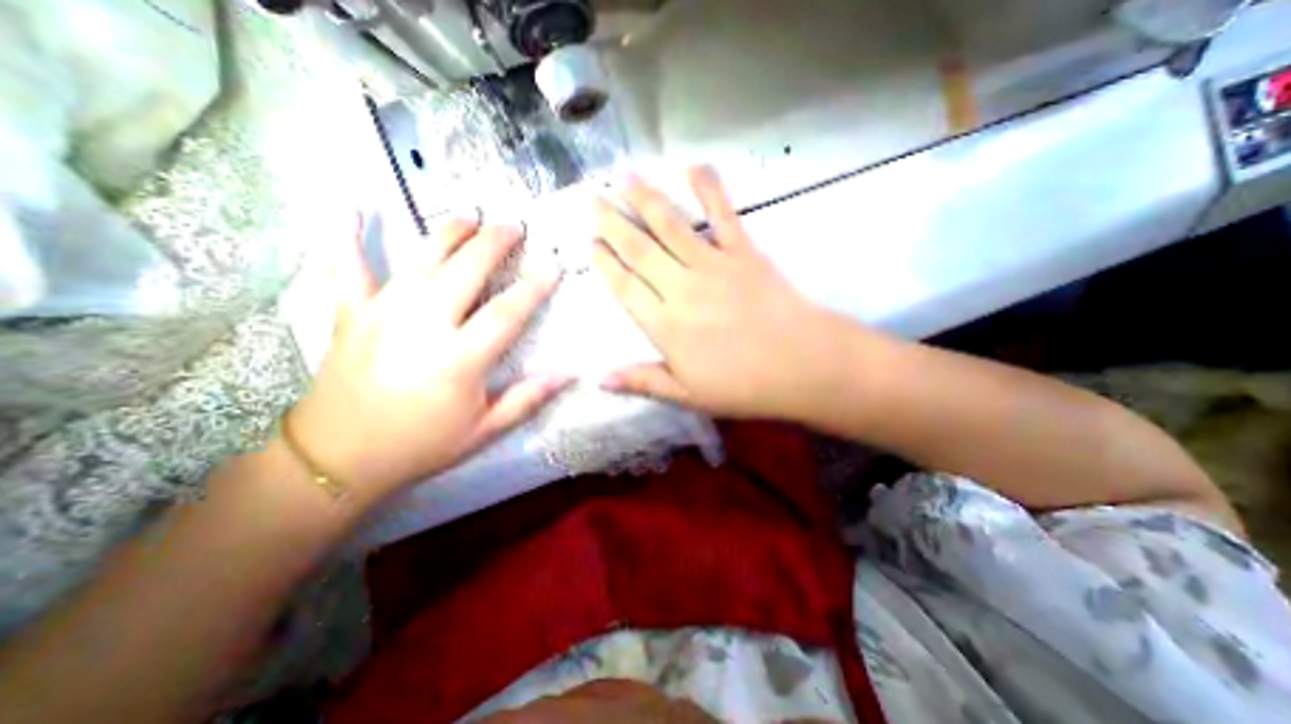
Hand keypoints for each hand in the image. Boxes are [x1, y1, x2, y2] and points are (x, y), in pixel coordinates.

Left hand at [286, 218, 568, 506]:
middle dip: (494, 243)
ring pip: (420, 259)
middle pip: (466, 270)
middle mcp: (423, 325)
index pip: (506, 313)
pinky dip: (346, 235)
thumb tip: (567, 375)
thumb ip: (527, 399)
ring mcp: (383, 314)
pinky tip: (352, 206)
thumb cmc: (420, 444)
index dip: (533, 288)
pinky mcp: (350, 313)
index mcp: (459, 359)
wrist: (338, 458)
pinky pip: (346, 267)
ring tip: (469, 215)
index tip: (553, 266)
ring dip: (448, 232)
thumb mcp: (483, 431)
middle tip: (513, 225)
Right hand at [591, 166, 864, 419]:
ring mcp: (714, 265)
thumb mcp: (688, 395)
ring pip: (671, 226)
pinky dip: (709, 188)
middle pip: (639, 250)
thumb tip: (599, 380)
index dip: (604, 264)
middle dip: (611, 223)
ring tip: (624, 177)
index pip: (624, 288)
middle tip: (591, 199)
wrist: (804, 366)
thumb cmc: (744, 386)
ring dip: (645, 199)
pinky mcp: (745, 252)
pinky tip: (694, 165)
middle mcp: (682, 288)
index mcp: (666, 326)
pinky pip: (723, 215)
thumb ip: (643, 381)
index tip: (589, 243)